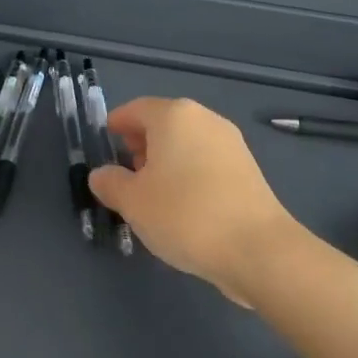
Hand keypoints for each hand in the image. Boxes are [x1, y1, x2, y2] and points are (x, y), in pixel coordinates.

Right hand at [89, 97, 302, 303]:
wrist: (256, 248)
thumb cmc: (185, 215)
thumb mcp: (133, 202)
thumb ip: (110, 183)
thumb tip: (101, 174)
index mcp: (174, 116)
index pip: (136, 109)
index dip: (117, 124)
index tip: (106, 141)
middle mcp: (204, 119)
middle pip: (164, 123)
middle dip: (141, 143)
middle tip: (125, 171)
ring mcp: (230, 142)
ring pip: (187, 142)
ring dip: (166, 160)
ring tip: (152, 192)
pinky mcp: (247, 168)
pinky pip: (206, 160)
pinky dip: (188, 172)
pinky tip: (182, 204)